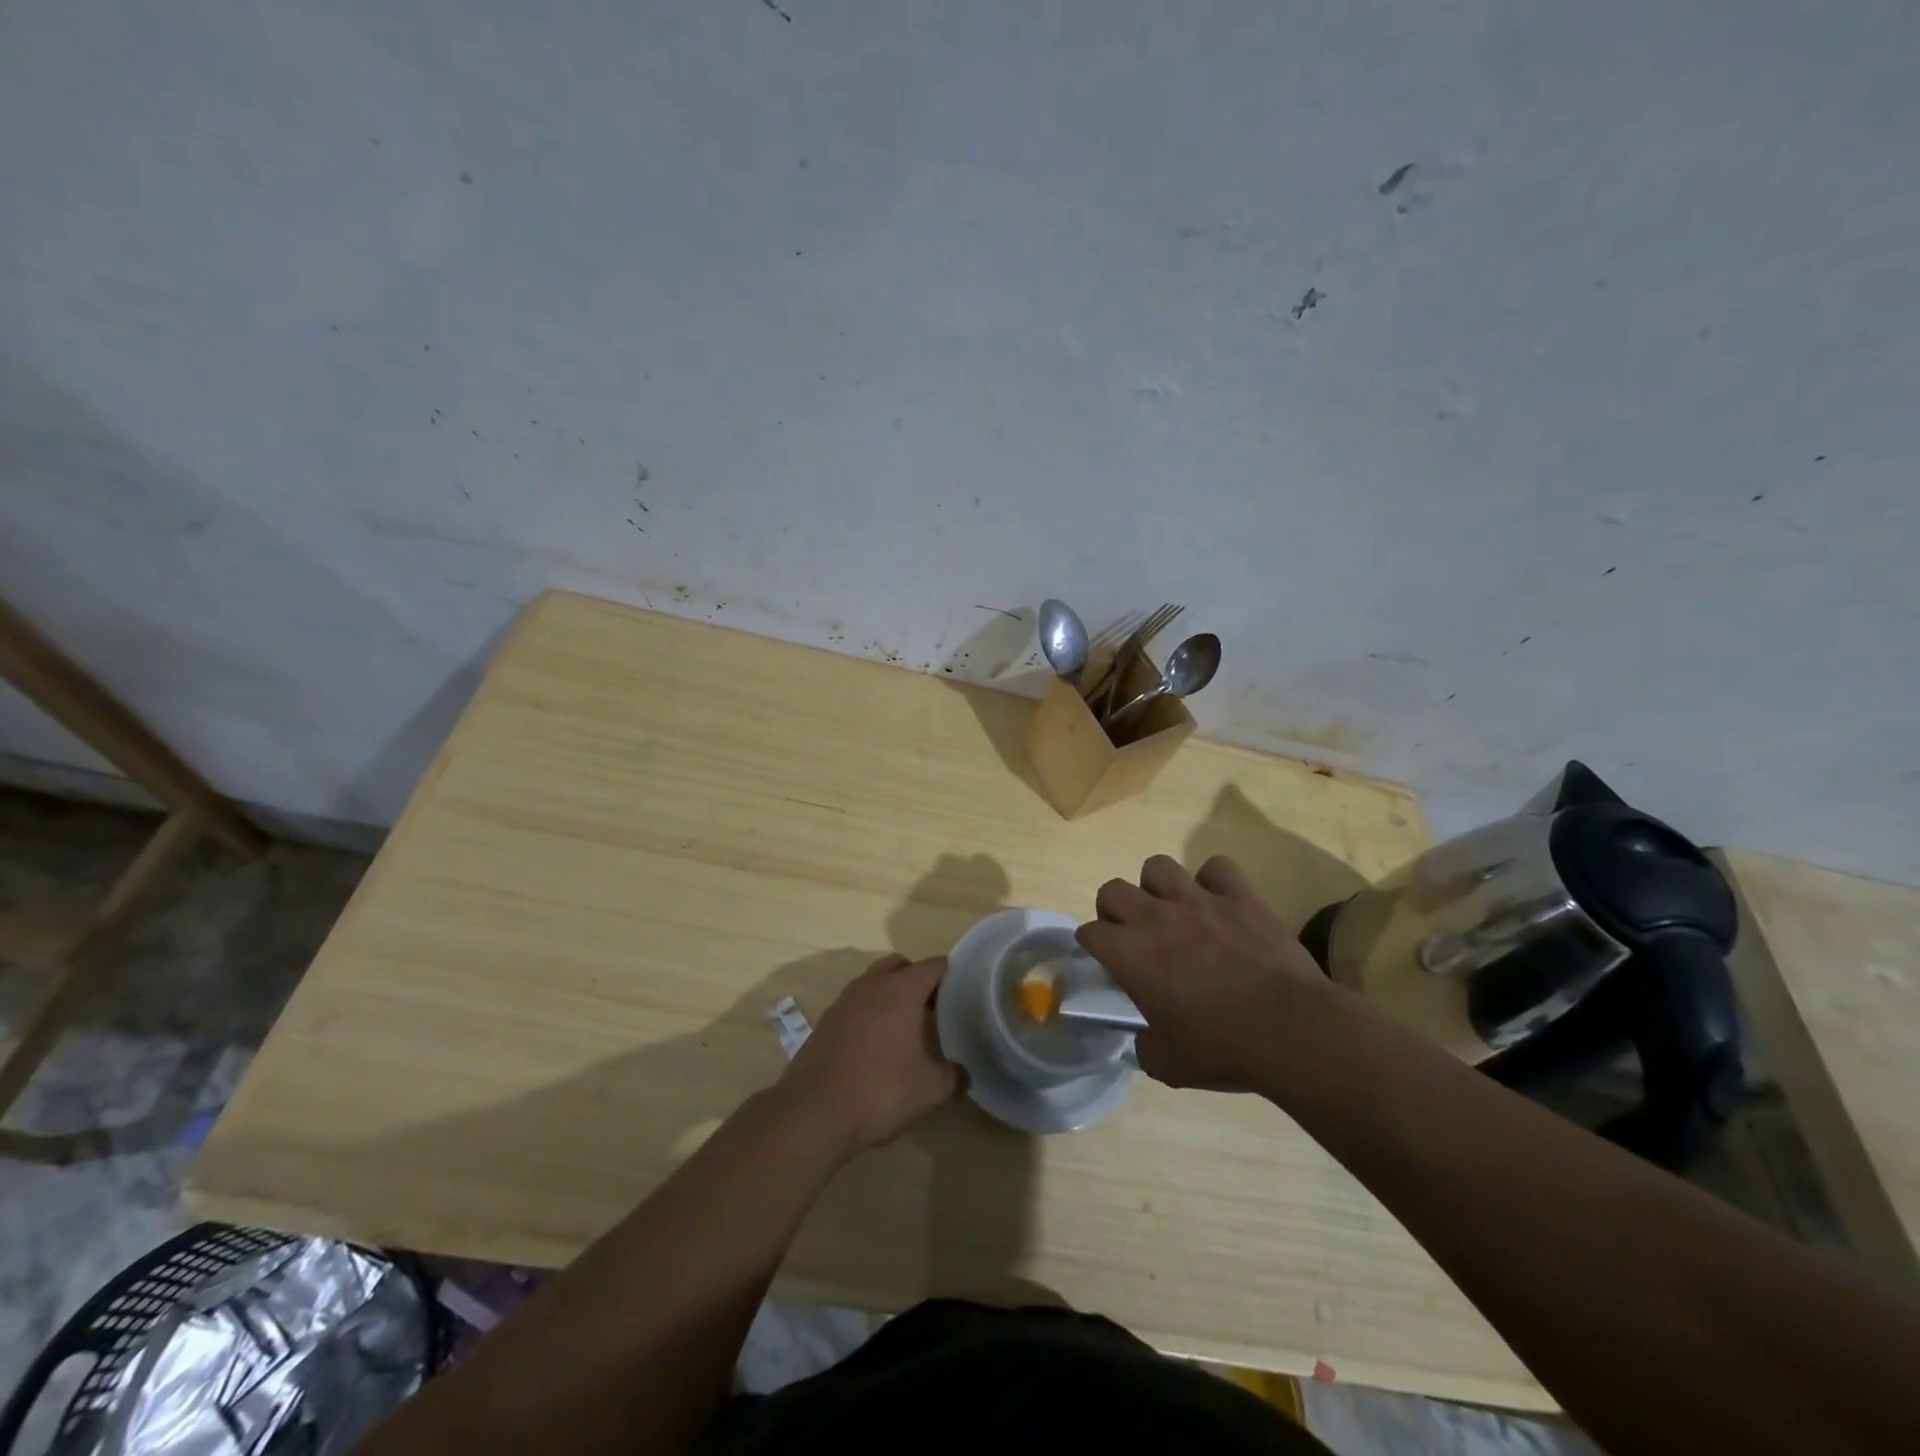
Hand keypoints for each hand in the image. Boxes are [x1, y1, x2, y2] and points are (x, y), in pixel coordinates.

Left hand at [779, 954, 965, 1155]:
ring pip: (873, 982)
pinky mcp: (825, 1022)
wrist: (813, 1112)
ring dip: (889, 995)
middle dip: (916, 978)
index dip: (950, 974)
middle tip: (933, 1007)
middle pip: (899, 965)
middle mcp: (872, 985)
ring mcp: (844, 1001)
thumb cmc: (880, 1090)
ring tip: (905, 1027)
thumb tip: (964, 1074)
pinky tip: (875, 1046)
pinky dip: (869, 1014)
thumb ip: (953, 1077)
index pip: (932, 966)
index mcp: (901, 990)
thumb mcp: (929, 1089)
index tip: (962, 991)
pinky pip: (855, 1005)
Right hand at [1076, 854, 1330, 1091]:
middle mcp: (1155, 917)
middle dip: (1114, 910)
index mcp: (1130, 954)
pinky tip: (1219, 903)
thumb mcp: (1169, 1065)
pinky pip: (1216, 868)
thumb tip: (1146, 1038)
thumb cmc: (1223, 1048)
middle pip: (1112, 890)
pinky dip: (1214, 881)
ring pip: (1158, 867)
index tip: (1107, 961)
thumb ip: (1146, 1046)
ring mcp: (1198, 900)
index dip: (1094, 946)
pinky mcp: (1239, 896)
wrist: (1291, 1030)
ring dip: (1158, 887)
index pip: (1089, 932)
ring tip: (1172, 911)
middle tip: (1133, 934)